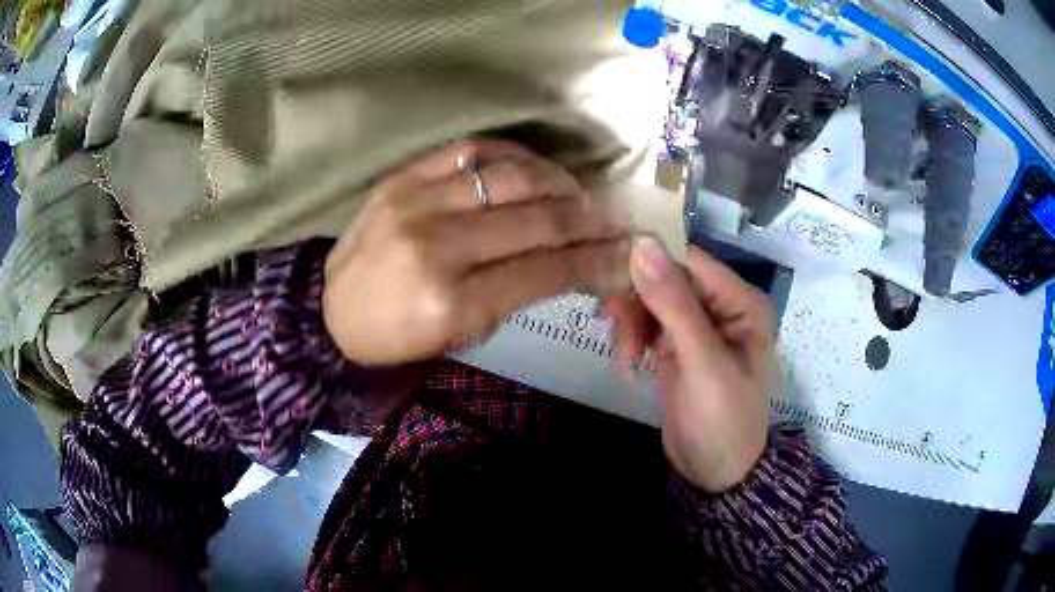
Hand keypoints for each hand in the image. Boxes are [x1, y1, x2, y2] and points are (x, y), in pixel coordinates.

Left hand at [324, 140, 630, 365]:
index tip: (626, 253)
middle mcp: (436, 246)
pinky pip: (471, 152)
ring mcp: (414, 203)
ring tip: (579, 195)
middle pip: (536, 220)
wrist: (331, 312)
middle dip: (589, 220)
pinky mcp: (401, 178)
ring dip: (559, 184)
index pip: (545, 271)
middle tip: (614, 221)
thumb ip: (519, 294)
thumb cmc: (399, 338)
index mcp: (451, 303)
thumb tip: (577, 260)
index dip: (595, 259)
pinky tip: (535, 170)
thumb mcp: (463, 334)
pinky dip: (514, 157)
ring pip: (511, 178)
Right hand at [610, 238, 772, 491]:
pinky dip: (631, 340)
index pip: (689, 260)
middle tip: (612, 325)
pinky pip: (645, 325)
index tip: (610, 272)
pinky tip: (628, 365)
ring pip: (650, 301)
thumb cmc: (721, 419)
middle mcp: (719, 306)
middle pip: (666, 278)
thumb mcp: (702, 362)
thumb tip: (641, 244)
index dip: (650, 260)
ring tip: (625, 359)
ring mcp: (695, 327)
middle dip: (637, 302)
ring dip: (631, 325)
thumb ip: (673, 303)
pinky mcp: (675, 347)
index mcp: (740, 301)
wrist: (714, 473)